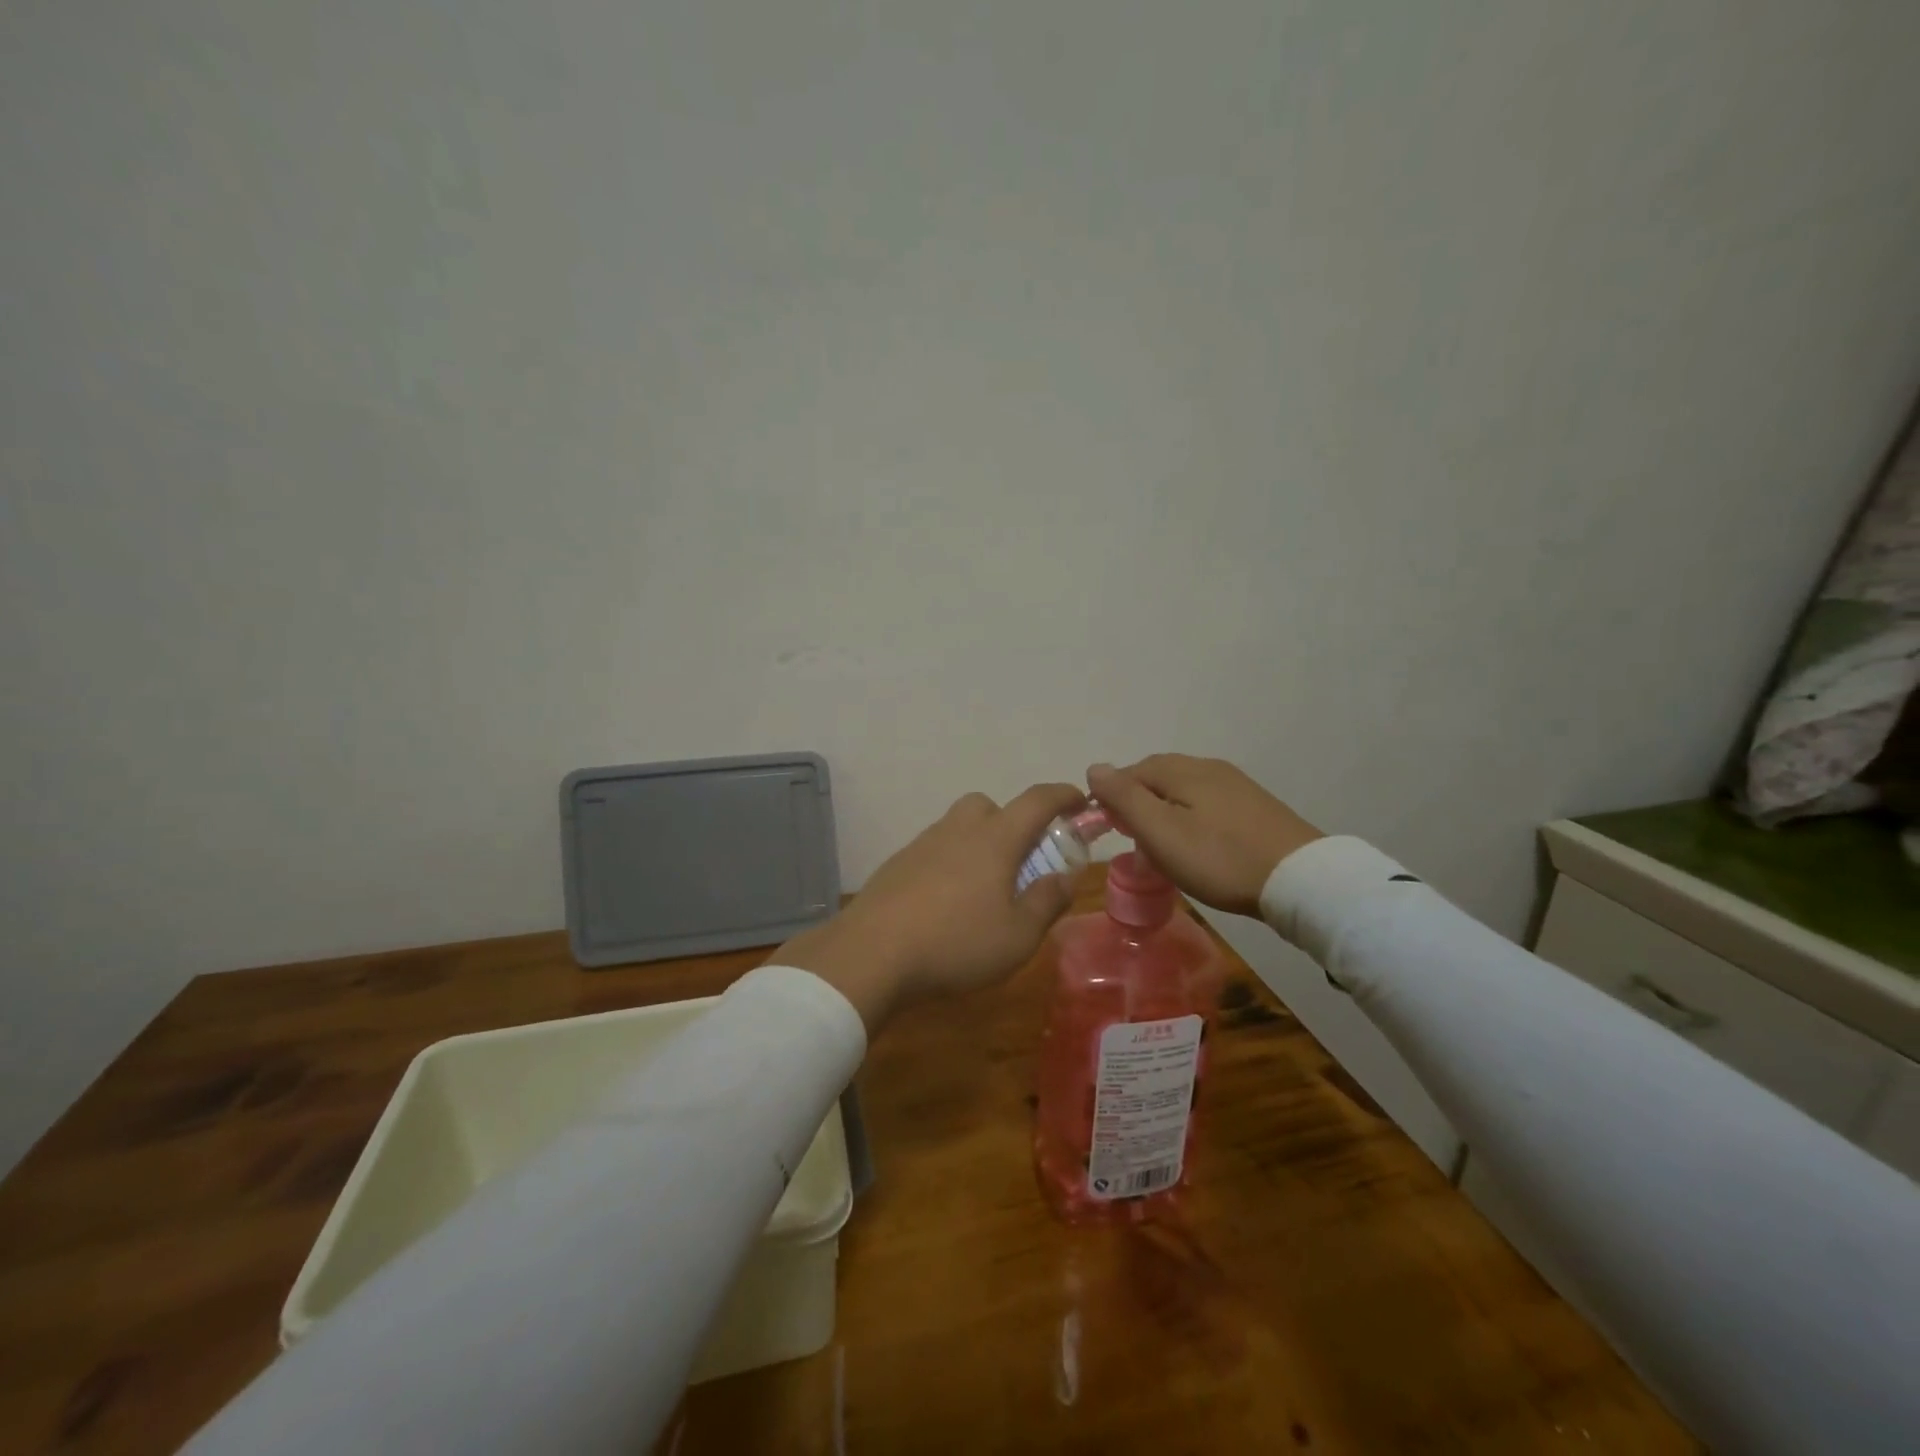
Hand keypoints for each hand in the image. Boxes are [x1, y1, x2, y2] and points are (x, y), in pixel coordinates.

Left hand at [774, 783, 1087, 1033]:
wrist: (871, 953)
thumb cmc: (956, 944)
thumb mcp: (1018, 936)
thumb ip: (1047, 902)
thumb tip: (1064, 877)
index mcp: (995, 839)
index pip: (1037, 801)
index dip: (1063, 795)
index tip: (1080, 800)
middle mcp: (958, 830)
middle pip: (990, 806)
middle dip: (1012, 822)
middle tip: (1022, 860)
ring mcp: (923, 844)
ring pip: (959, 827)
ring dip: (979, 844)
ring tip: (985, 890)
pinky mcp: (897, 865)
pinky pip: (935, 850)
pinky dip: (951, 863)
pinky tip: (948, 903)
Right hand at [1086, 755, 1322, 917]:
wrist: (1301, 879)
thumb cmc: (1219, 858)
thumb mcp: (1161, 832)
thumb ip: (1124, 798)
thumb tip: (1094, 767)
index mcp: (1180, 769)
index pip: (1130, 772)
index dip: (1112, 799)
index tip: (1109, 832)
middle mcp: (1207, 766)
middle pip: (1157, 777)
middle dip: (1138, 804)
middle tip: (1134, 842)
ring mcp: (1235, 784)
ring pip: (1183, 791)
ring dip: (1164, 813)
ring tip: (1163, 848)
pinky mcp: (1255, 805)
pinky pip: (1208, 803)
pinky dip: (1191, 819)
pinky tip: (1198, 844)